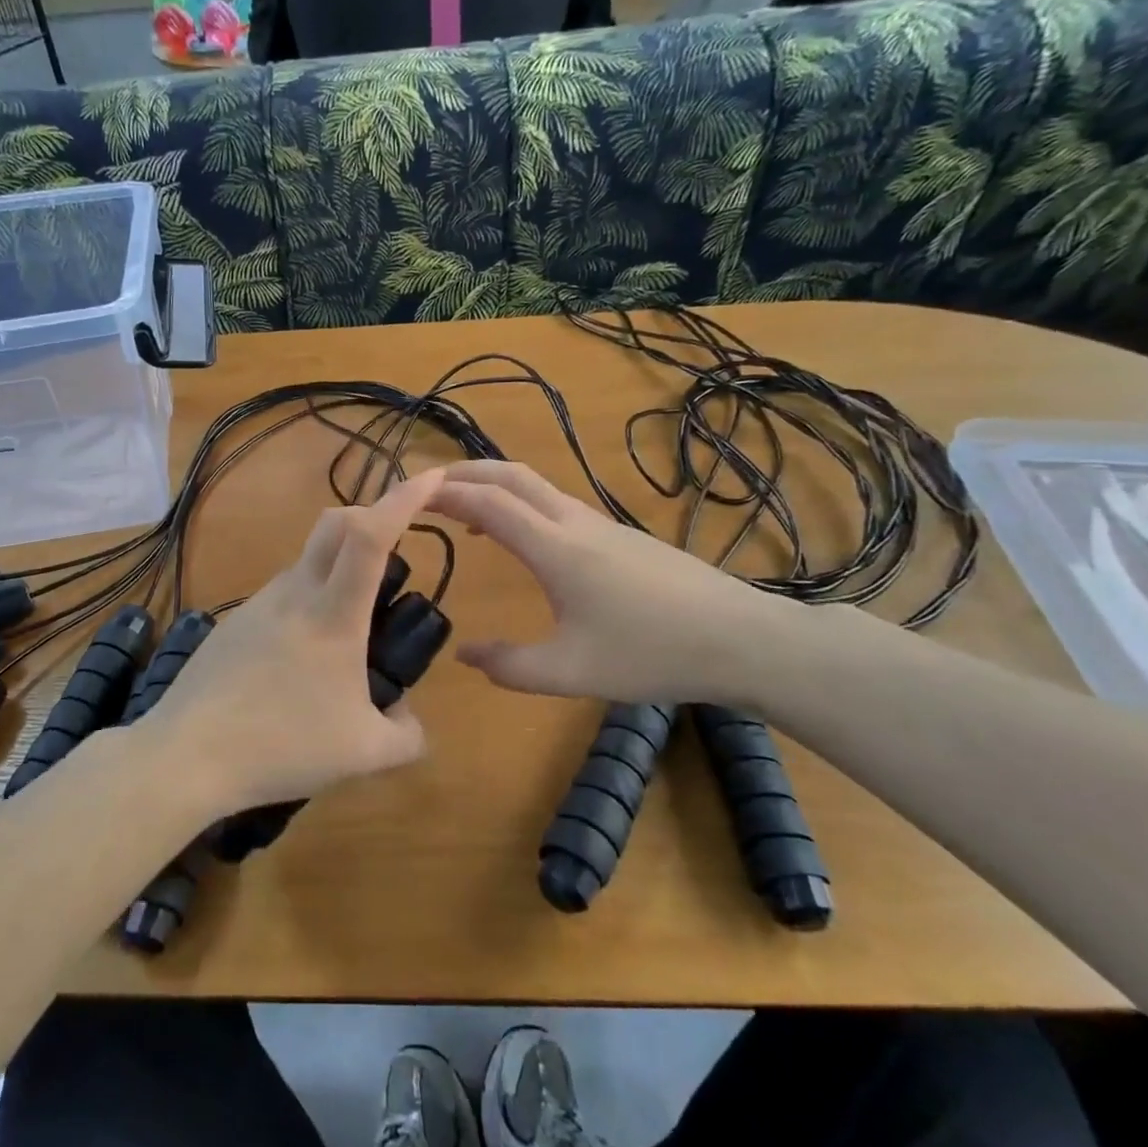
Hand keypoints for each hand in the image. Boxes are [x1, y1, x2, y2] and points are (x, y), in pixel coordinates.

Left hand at [149, 468, 448, 815]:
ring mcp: (259, 603)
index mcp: (334, 615)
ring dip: (338, 566)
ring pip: (307, 561)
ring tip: (351, 629)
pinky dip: (307, 601)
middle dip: (372, 514)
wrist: (188, 754)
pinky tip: (301, 659)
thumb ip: (406, 736)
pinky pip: (282, 594)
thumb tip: (410, 720)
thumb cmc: (282, 746)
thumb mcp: (363, 754)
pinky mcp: (234, 622)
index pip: (372, 535)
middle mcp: (295, 593)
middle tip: (397, 543)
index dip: (404, 498)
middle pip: (336, 523)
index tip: (431, 476)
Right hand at [428, 460, 798, 706]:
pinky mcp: (617, 534)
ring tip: (458, 507)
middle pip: (508, 476)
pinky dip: (517, 502)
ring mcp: (599, 523)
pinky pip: (552, 502)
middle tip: (423, 487)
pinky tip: (517, 537)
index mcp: (555, 548)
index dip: (442, 493)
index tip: (406, 494)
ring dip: (490, 485)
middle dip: (461, 473)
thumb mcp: (572, 672)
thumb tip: (464, 655)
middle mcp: (573, 522)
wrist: (741, 638)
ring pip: (533, 484)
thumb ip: (510, 667)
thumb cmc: (653, 653)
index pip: (486, 502)